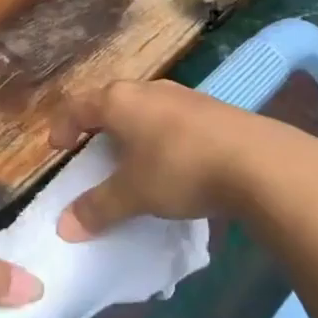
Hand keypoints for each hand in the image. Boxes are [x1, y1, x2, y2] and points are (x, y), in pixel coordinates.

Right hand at [48, 80, 317, 238]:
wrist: (259, 162)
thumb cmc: (179, 169)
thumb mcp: (133, 194)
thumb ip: (97, 208)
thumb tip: (64, 227)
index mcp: (119, 101)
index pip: (78, 106)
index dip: (63, 126)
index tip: (58, 148)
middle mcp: (148, 89)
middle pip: (112, 102)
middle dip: (99, 125)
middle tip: (93, 150)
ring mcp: (184, 96)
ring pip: (146, 108)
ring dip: (134, 130)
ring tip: (134, 158)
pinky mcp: (213, 110)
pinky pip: (174, 119)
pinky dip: (163, 136)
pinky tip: (175, 162)